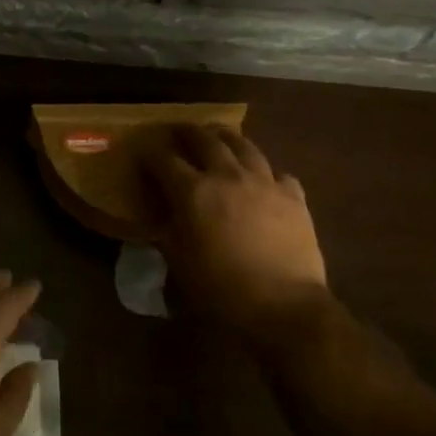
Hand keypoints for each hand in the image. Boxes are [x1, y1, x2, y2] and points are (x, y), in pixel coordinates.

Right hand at [144, 125, 329, 340]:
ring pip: (244, 145)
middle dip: (187, 132)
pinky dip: (266, 172)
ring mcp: (264, 182)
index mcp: (193, 191)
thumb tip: (163, 215)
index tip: (142, 150)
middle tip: (178, 130)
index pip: (164, 160)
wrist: (283, 305)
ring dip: (226, 137)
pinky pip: (278, 173)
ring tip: (219, 136)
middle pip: (205, 140)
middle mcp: (227, 176)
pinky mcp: (294, 196)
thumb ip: (167, 229)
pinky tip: (263, 180)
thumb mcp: (178, 260)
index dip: (150, 152)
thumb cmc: (220, 288)